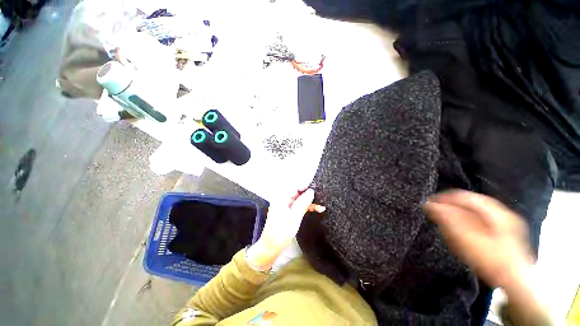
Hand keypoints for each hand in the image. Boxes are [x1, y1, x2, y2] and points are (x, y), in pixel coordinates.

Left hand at [246, 188, 324, 270]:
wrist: (271, 246)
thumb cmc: (281, 232)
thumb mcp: (295, 217)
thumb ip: (303, 203)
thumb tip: (311, 191)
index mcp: (281, 197)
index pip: (295, 186)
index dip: (306, 185)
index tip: (316, 185)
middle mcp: (282, 198)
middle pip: (298, 191)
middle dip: (309, 194)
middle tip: (321, 196)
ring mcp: (285, 204)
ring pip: (299, 198)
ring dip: (309, 202)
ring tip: (321, 206)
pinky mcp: (287, 210)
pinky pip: (298, 204)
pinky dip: (306, 206)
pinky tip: (316, 209)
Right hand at [423, 190, 532, 288]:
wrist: (515, 283)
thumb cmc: (491, 261)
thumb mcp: (468, 240)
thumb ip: (449, 220)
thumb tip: (430, 205)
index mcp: (497, 213)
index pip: (467, 198)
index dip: (446, 198)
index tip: (430, 202)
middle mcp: (504, 215)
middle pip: (474, 203)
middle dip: (453, 205)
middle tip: (437, 210)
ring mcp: (507, 224)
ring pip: (478, 212)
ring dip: (460, 212)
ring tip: (446, 217)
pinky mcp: (506, 234)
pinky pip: (483, 220)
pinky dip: (469, 220)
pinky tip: (462, 228)